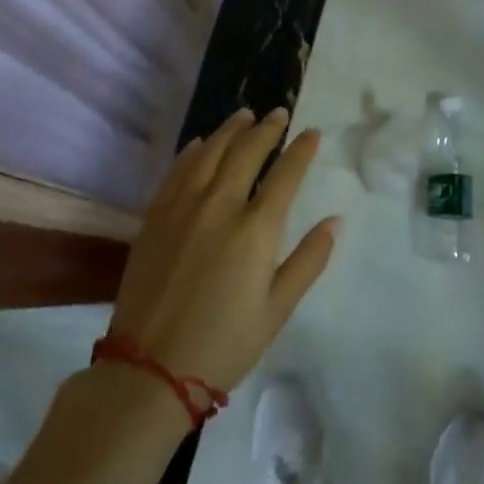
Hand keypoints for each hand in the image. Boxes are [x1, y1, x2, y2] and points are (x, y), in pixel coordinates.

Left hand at [109, 108, 338, 394]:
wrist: (148, 371)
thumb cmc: (224, 345)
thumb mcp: (277, 309)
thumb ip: (308, 260)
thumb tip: (334, 221)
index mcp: (255, 230)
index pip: (285, 175)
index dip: (301, 150)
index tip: (312, 133)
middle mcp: (219, 207)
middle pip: (246, 153)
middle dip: (267, 129)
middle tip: (279, 113)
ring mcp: (182, 209)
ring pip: (209, 153)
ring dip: (230, 131)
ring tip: (244, 116)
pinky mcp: (154, 218)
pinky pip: (176, 172)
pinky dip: (192, 152)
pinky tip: (200, 144)